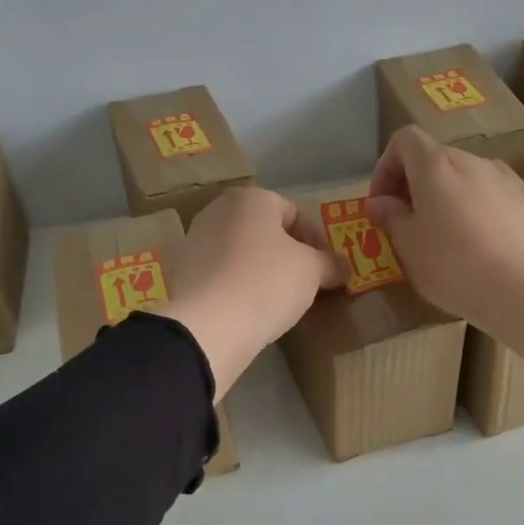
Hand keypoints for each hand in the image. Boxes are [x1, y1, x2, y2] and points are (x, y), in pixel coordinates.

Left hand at [155, 186, 344, 399]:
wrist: (209, 326)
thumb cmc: (268, 283)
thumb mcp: (312, 271)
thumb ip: (330, 264)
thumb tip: (342, 267)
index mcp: (250, 198)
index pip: (295, 213)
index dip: (317, 241)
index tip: (327, 270)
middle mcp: (217, 211)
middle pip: (264, 231)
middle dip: (287, 255)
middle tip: (305, 285)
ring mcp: (194, 242)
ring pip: (241, 254)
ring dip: (262, 272)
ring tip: (278, 301)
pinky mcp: (182, 274)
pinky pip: (221, 276)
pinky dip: (238, 288)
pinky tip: (250, 311)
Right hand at [368, 127, 523, 368]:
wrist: (518, 288)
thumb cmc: (450, 264)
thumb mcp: (406, 244)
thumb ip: (389, 216)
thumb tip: (379, 202)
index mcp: (436, 165)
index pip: (404, 140)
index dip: (385, 167)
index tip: (381, 203)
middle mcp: (470, 160)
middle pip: (434, 158)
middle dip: (413, 184)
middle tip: (404, 223)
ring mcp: (501, 179)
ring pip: (462, 177)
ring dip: (443, 197)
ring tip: (439, 235)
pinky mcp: (522, 201)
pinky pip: (487, 195)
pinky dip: (471, 209)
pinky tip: (473, 244)